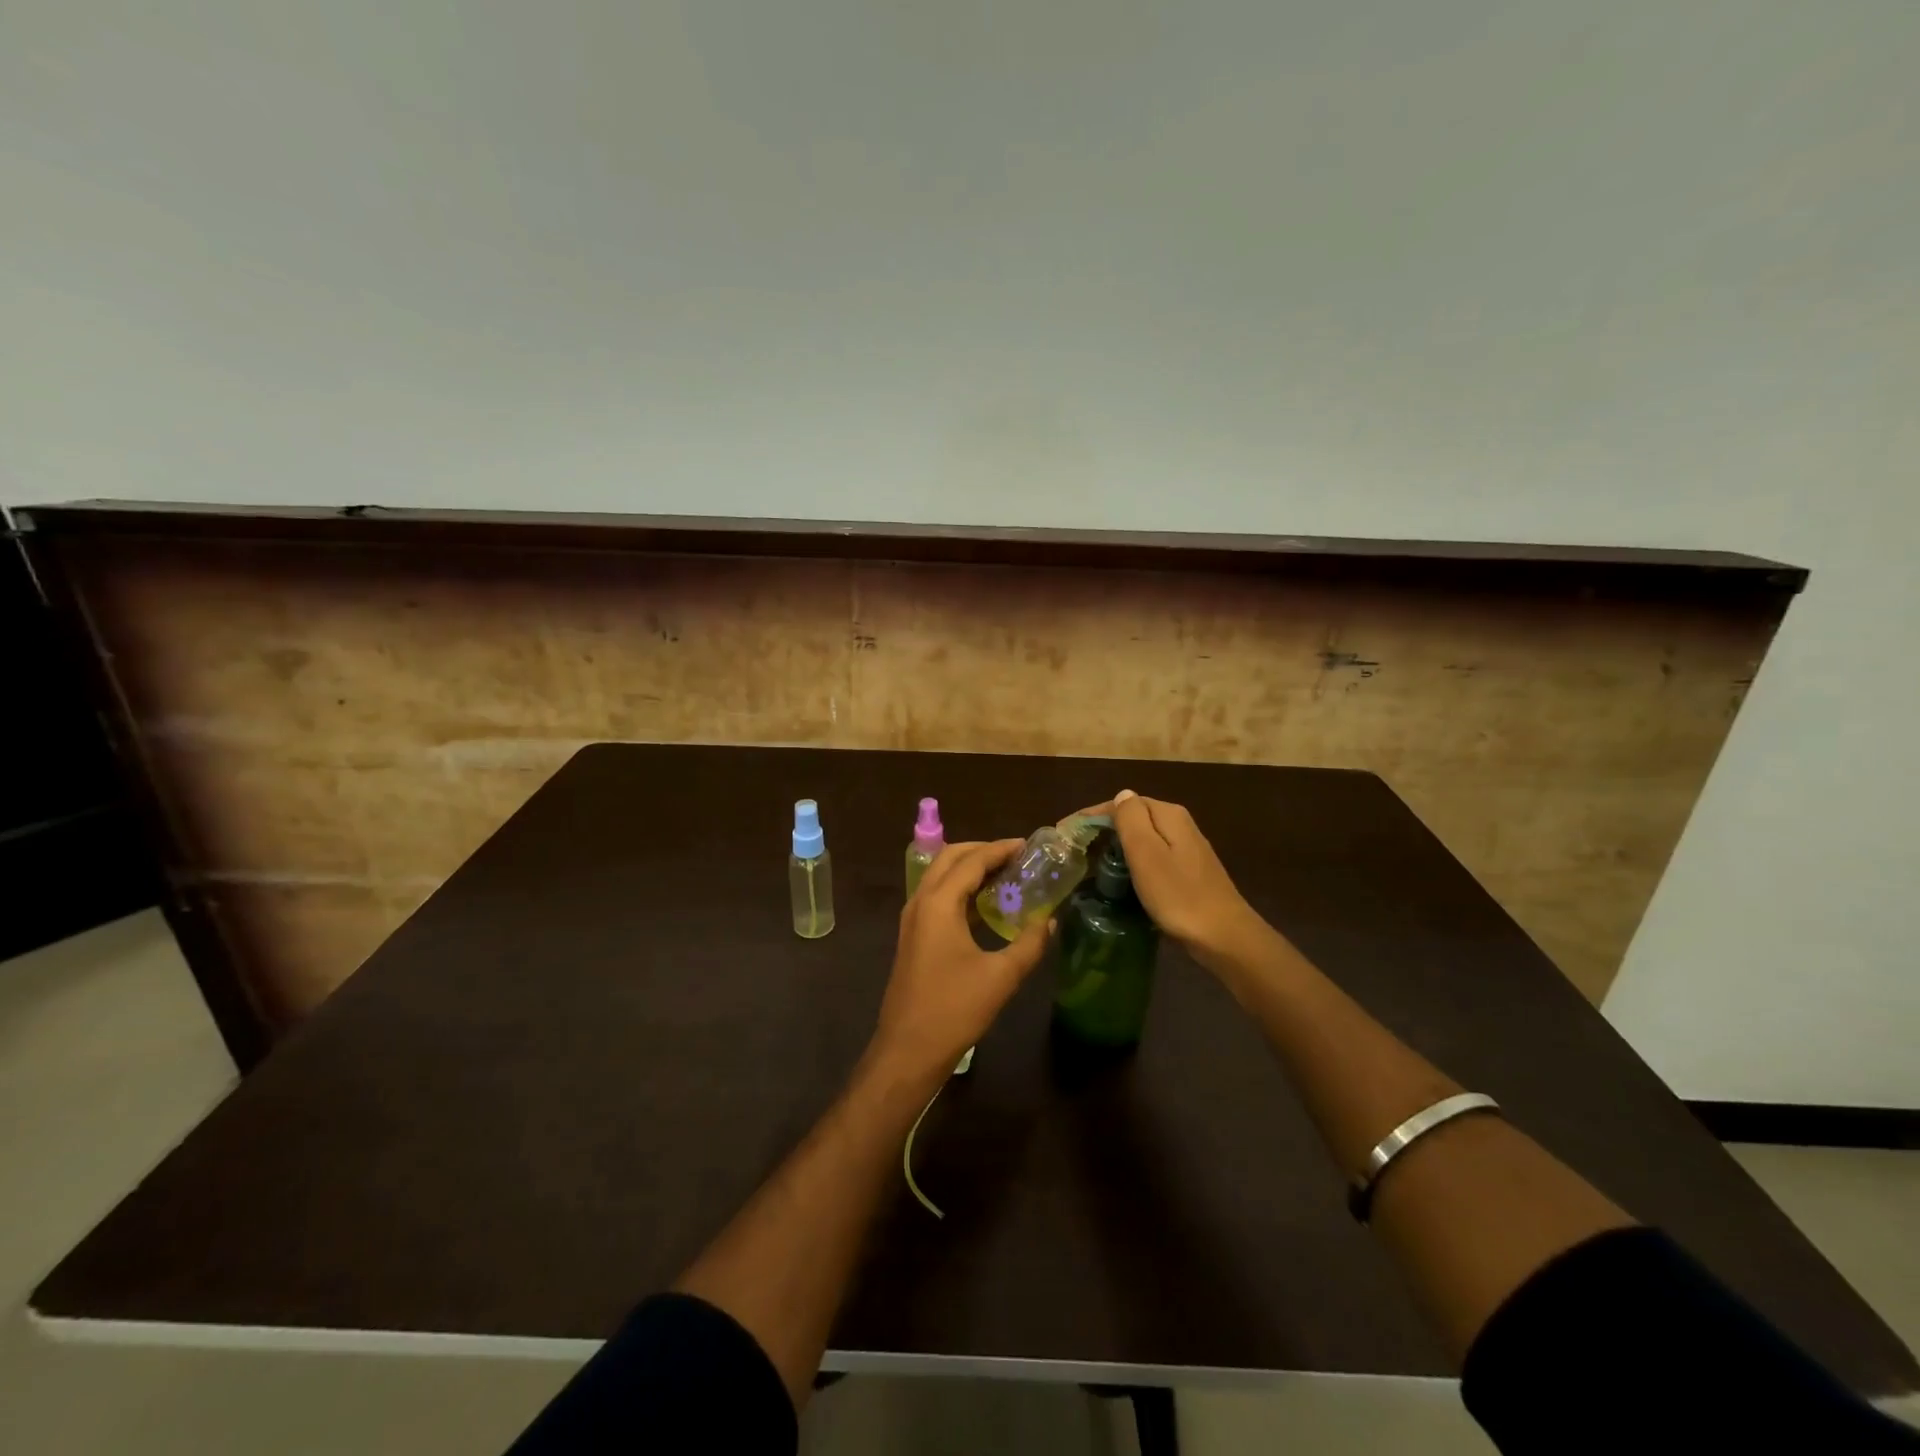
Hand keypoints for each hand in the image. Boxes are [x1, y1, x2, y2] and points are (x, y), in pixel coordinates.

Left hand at [867, 840, 1052, 1083]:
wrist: (908, 1049)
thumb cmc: (954, 1009)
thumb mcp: (1001, 976)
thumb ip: (1029, 943)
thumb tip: (1051, 920)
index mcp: (939, 903)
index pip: (972, 861)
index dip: (1000, 849)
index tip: (1028, 845)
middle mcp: (921, 902)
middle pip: (950, 858)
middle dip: (982, 851)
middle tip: (1015, 856)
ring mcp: (912, 919)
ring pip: (940, 876)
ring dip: (969, 869)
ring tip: (1005, 874)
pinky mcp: (913, 936)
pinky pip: (937, 897)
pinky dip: (961, 889)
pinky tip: (985, 905)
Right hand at [1076, 790, 1272, 971]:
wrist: (1224, 937)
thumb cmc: (1178, 895)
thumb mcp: (1147, 853)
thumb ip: (1131, 819)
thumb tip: (1122, 795)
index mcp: (1168, 815)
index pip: (1122, 803)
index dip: (1092, 815)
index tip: (1065, 832)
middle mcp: (1180, 825)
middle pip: (1134, 818)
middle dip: (1104, 830)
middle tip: (1076, 850)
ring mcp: (1187, 849)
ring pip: (1143, 839)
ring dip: (1118, 847)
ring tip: (1092, 864)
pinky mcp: (1189, 872)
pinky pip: (1153, 857)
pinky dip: (1134, 863)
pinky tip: (1123, 879)